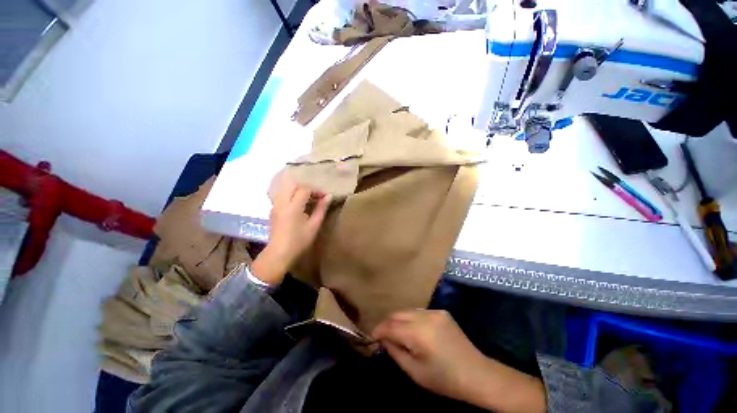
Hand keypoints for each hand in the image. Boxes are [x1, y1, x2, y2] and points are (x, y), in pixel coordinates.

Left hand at [251, 178, 330, 284]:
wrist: (279, 254)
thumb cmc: (299, 241)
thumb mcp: (314, 225)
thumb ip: (321, 209)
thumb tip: (329, 196)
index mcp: (293, 206)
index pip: (305, 189)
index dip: (317, 190)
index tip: (325, 196)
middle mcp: (282, 202)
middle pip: (293, 184)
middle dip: (306, 187)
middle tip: (316, 195)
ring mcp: (275, 205)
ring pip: (286, 188)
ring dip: (298, 189)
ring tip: (308, 198)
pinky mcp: (273, 210)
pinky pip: (282, 195)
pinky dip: (292, 194)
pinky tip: (299, 204)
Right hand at [372, 310, 545, 412]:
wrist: (477, 374)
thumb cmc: (444, 379)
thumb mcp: (415, 372)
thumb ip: (395, 352)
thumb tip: (383, 339)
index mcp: (419, 333)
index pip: (391, 326)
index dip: (379, 330)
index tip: (372, 336)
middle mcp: (425, 316)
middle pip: (398, 314)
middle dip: (387, 323)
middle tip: (383, 335)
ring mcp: (435, 311)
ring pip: (408, 311)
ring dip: (399, 320)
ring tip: (396, 333)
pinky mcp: (441, 311)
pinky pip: (419, 312)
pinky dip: (411, 319)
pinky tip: (414, 330)